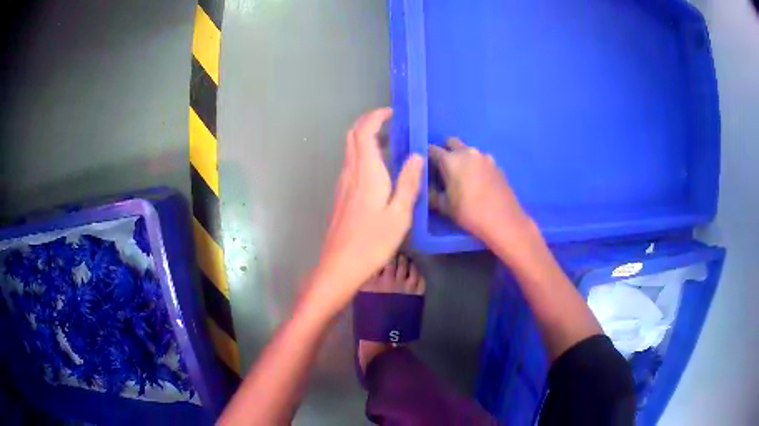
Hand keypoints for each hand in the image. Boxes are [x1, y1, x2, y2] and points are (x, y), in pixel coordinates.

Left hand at [310, 108, 422, 313]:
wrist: (340, 265)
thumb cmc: (372, 242)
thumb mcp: (399, 214)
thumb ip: (408, 182)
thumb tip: (416, 156)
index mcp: (366, 172)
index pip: (364, 132)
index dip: (376, 117)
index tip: (392, 112)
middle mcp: (350, 172)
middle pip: (353, 136)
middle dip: (369, 122)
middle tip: (391, 122)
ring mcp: (343, 184)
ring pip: (350, 149)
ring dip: (366, 137)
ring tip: (390, 142)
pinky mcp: (342, 195)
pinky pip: (351, 164)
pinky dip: (364, 154)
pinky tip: (380, 169)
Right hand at [429, 137, 533, 242]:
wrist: (503, 220)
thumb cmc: (470, 213)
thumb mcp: (445, 207)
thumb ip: (431, 193)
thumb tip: (426, 187)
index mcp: (451, 160)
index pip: (432, 150)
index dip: (427, 158)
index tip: (426, 169)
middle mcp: (468, 152)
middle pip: (451, 143)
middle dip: (446, 152)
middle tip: (445, 171)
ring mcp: (485, 157)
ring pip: (468, 151)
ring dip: (462, 159)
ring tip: (464, 179)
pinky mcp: (497, 164)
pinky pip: (481, 160)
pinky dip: (476, 166)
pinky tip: (479, 183)